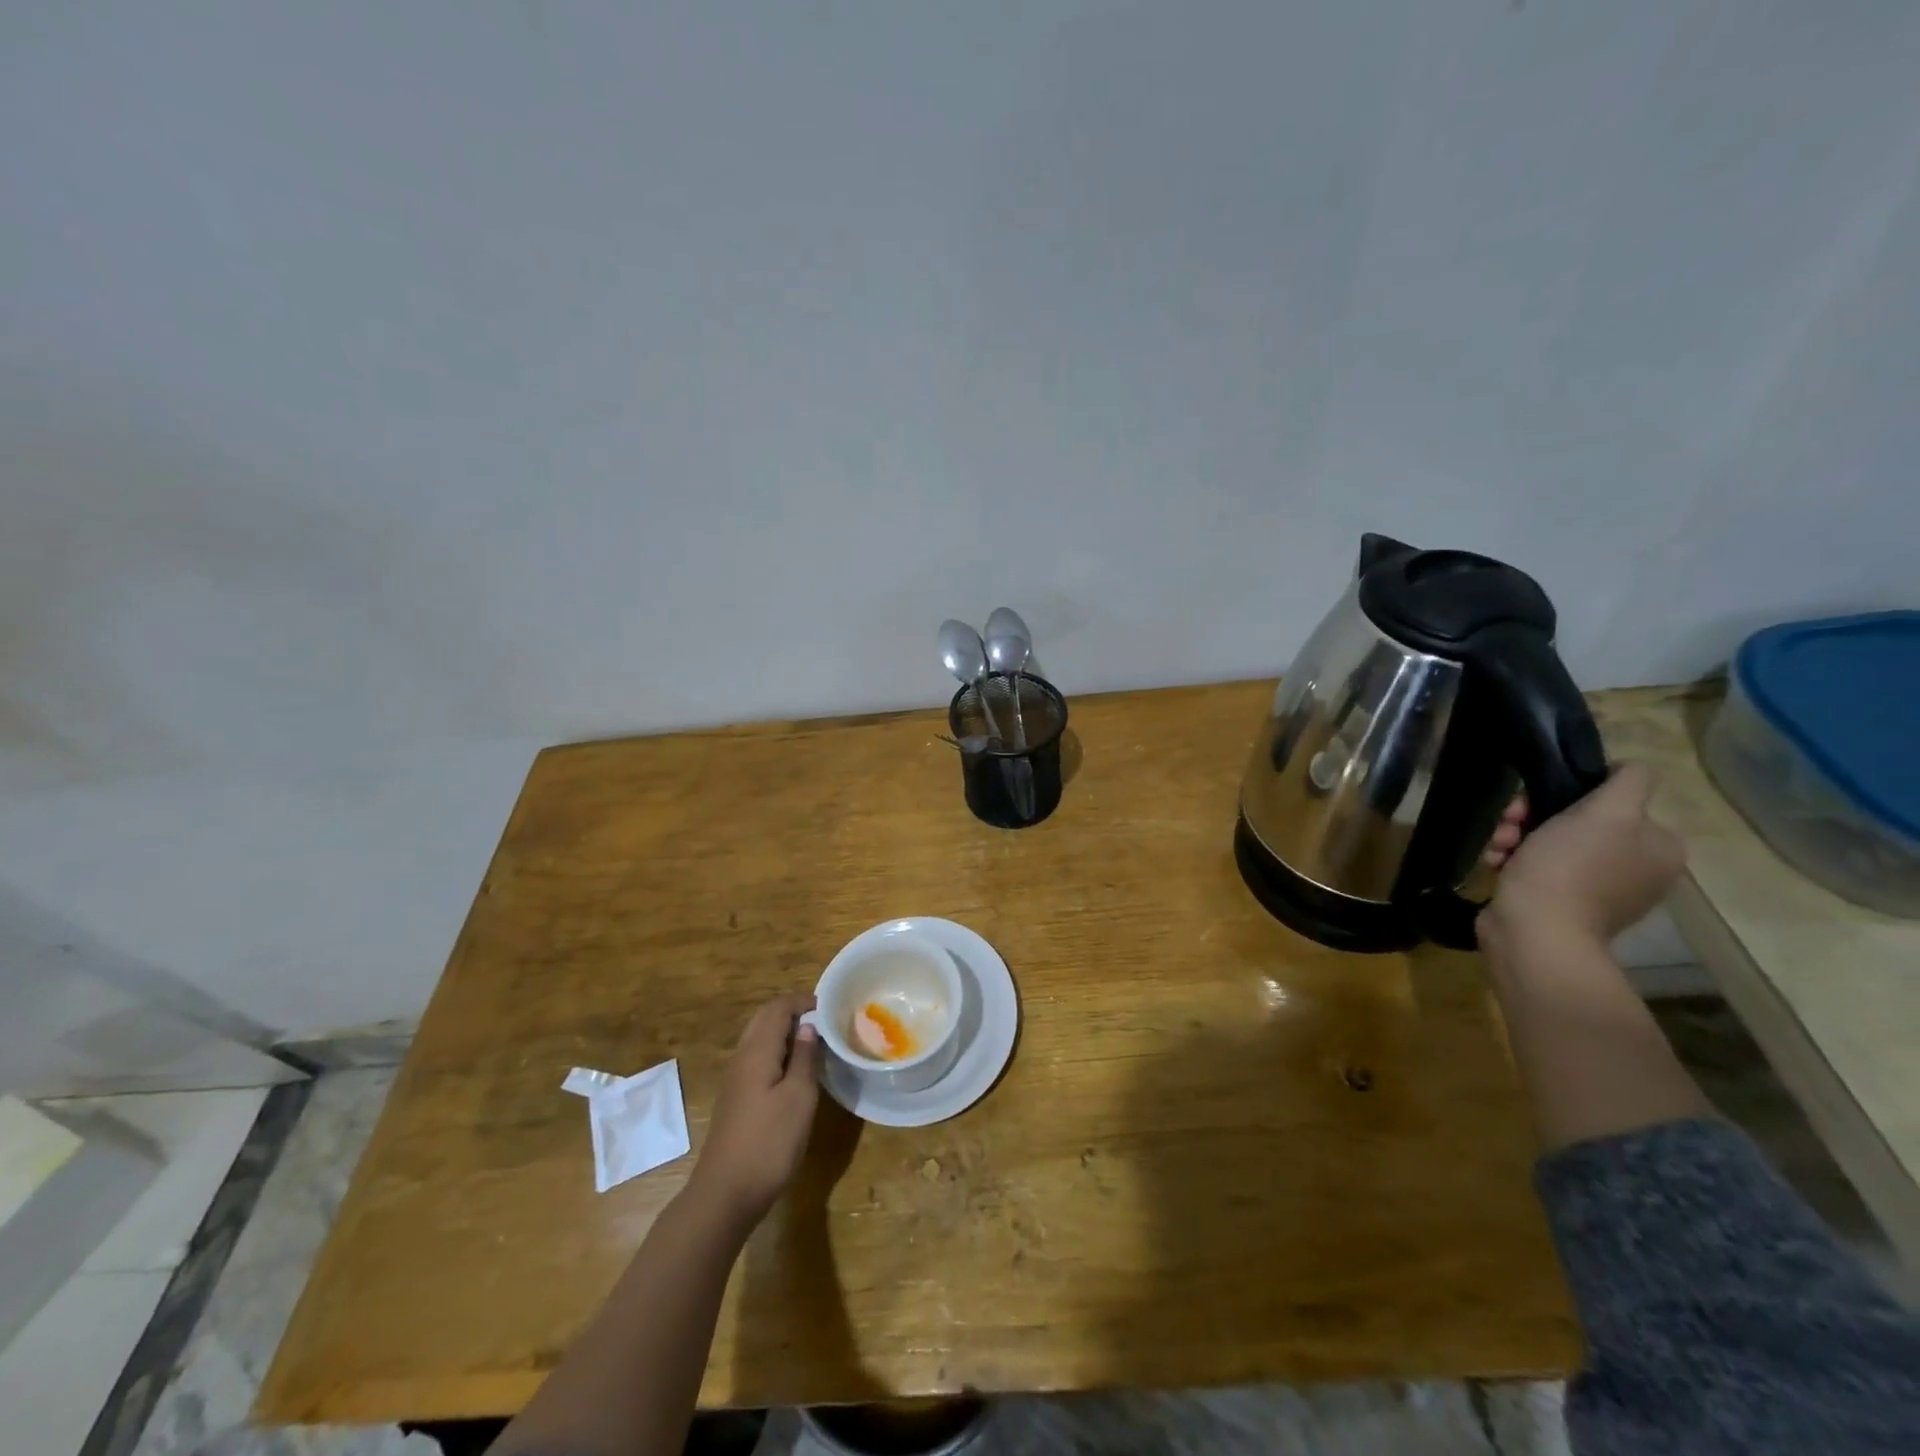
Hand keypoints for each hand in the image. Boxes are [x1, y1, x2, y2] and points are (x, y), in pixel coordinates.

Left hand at [690, 994, 821, 1224]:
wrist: (725, 1194)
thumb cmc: (769, 1142)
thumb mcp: (799, 1097)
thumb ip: (804, 1058)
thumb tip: (808, 1027)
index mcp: (757, 1050)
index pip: (777, 1007)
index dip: (803, 1001)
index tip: (830, 1007)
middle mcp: (742, 1057)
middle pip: (765, 1019)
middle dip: (793, 1013)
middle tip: (824, 1022)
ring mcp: (735, 1080)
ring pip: (759, 1039)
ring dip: (785, 1033)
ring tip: (814, 1044)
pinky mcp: (736, 1100)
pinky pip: (757, 1060)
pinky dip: (777, 1053)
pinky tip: (794, 1073)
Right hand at [1479, 763, 1685, 945]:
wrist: (1535, 931)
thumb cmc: (1569, 867)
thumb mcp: (1607, 812)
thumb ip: (1629, 782)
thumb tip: (1627, 768)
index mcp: (1658, 847)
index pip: (1615, 799)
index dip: (1572, 793)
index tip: (1538, 801)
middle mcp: (1636, 869)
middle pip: (1578, 820)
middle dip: (1533, 817)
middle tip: (1509, 823)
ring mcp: (1598, 890)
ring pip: (1550, 842)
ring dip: (1516, 837)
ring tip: (1498, 847)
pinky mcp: (1561, 904)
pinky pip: (1536, 868)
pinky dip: (1513, 861)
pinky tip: (1496, 864)